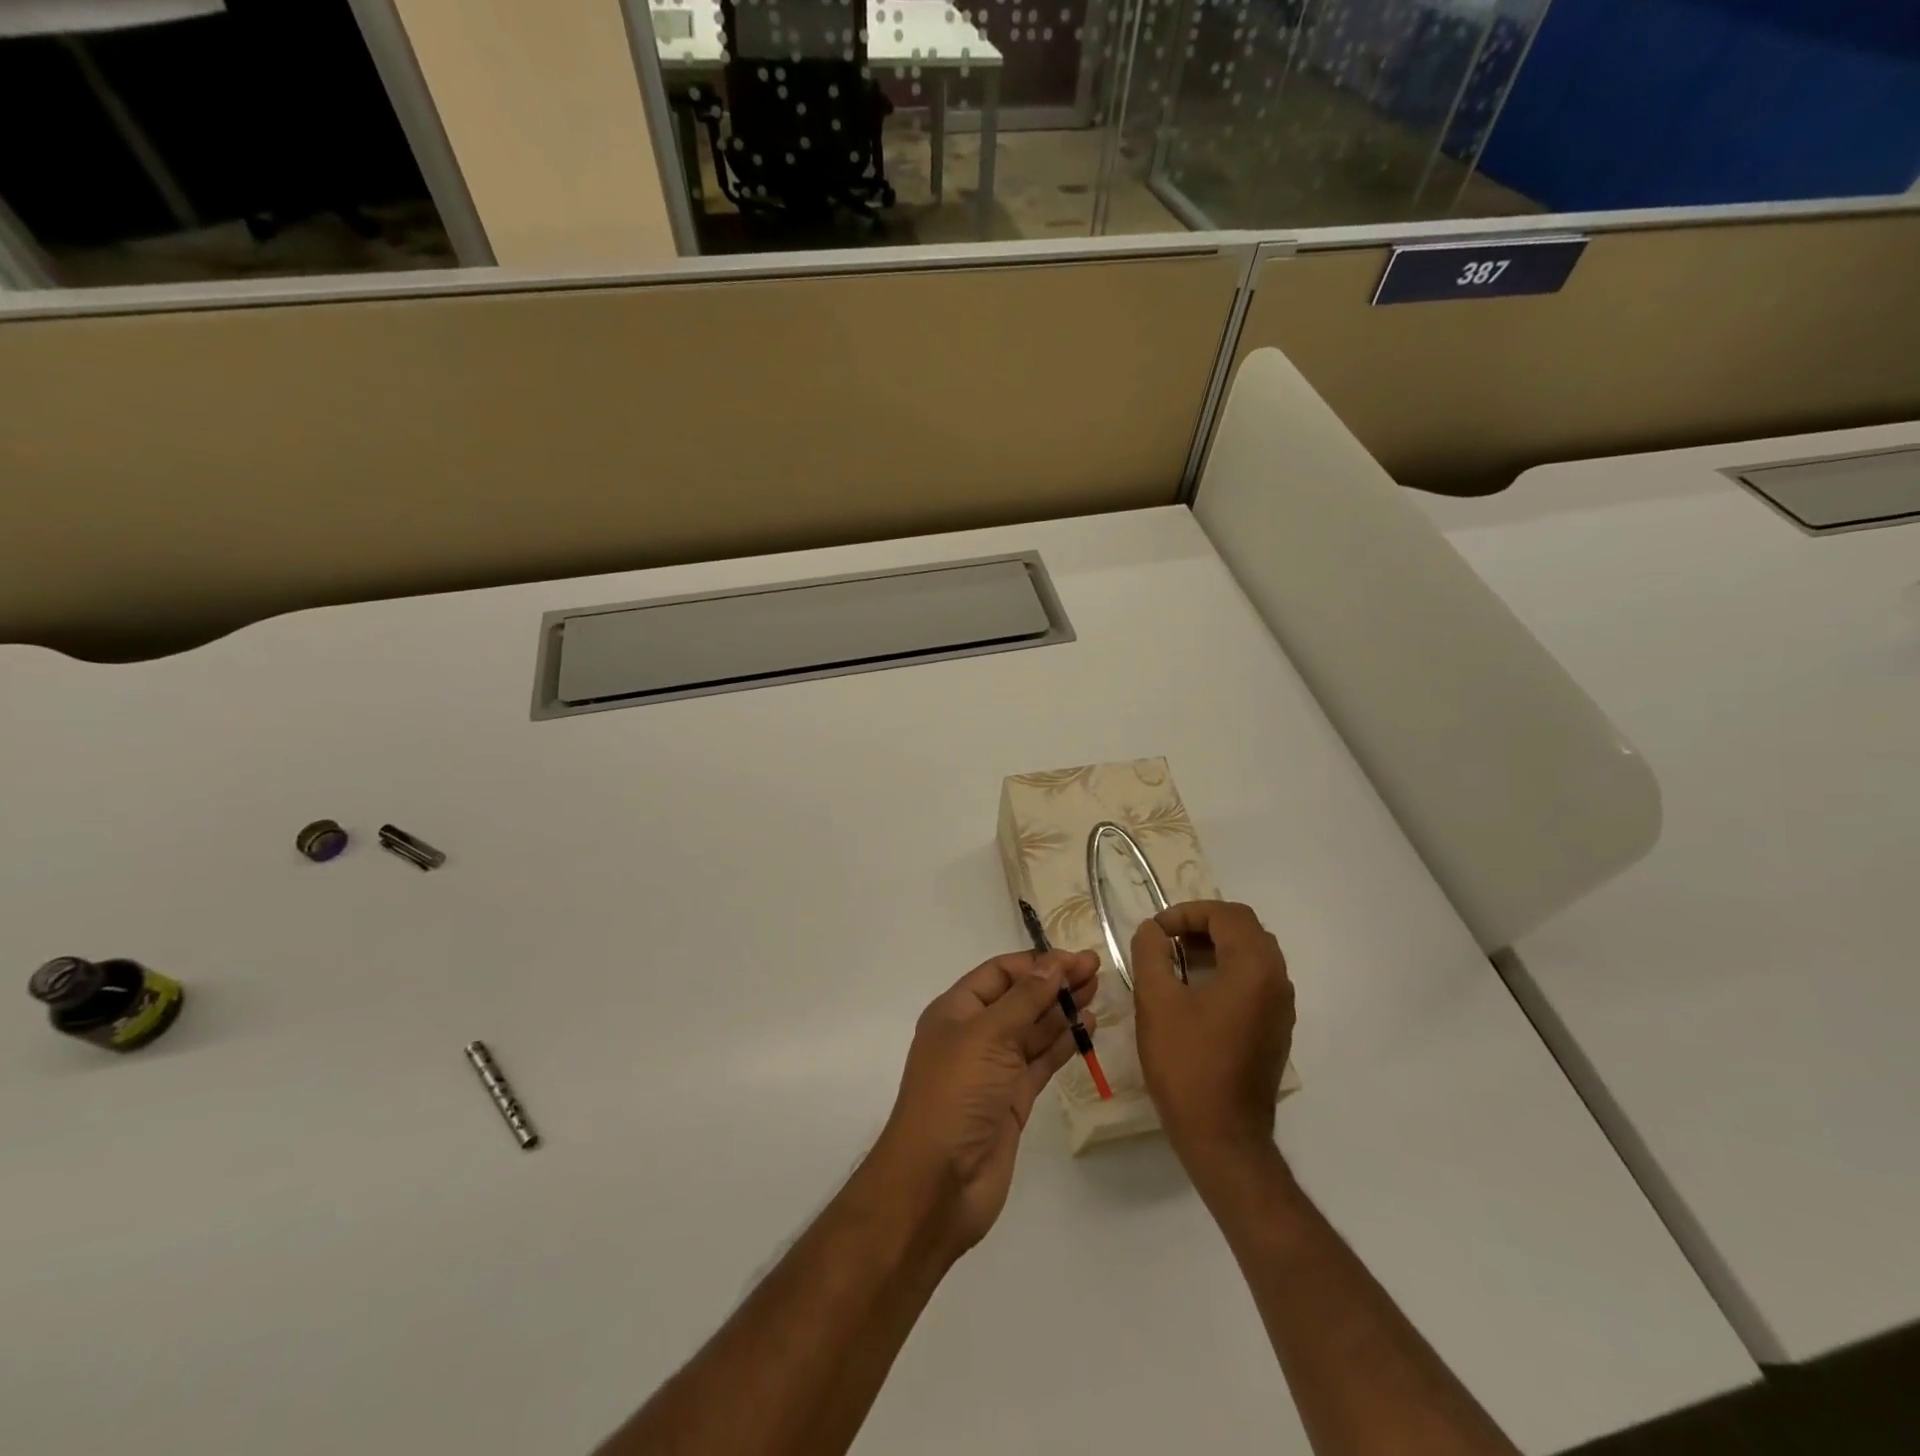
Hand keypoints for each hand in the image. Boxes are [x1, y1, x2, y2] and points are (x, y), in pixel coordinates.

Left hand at [867, 950, 1097, 1258]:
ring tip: (1097, 992)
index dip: (1036, 963)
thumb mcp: (987, 1036)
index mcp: (956, 1011)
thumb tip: (1053, 964)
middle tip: (1095, 970)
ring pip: (1033, 1029)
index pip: (999, 973)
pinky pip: (1041, 1061)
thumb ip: (1024, 1000)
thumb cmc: (955, 1095)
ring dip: (1062, 1010)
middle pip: (1019, 998)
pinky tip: (1087, 1027)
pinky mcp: (1013, 1099)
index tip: (1074, 959)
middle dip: (1053, 982)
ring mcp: (994, 1069)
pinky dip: (1062, 1044)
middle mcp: (974, 1035)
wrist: (938, 1183)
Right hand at [1132, 901, 1294, 1180]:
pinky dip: (1228, 969)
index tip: (1156, 931)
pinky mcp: (1276, 1029)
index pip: (1227, 915)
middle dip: (1203, 924)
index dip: (1187, 912)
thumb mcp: (1156, 1002)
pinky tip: (1196, 991)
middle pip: (1245, 929)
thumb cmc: (1187, 1065)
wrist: (1222, 1137)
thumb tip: (1151, 930)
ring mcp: (1281, 1008)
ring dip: (1216, 946)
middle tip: (1167, 939)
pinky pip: (1257, 980)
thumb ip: (1151, 954)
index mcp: (1254, 969)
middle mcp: (1277, 981)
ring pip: (1253, 953)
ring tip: (1176, 960)